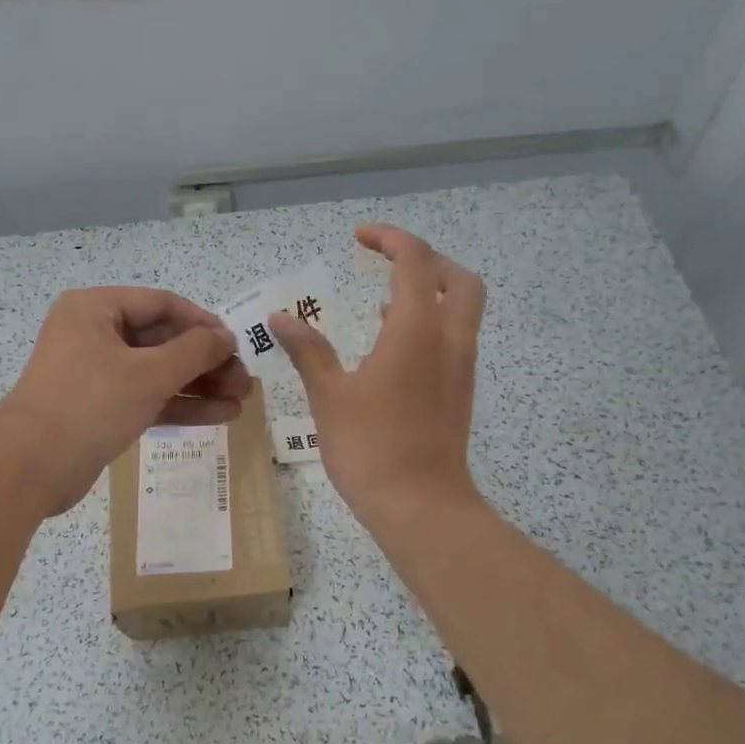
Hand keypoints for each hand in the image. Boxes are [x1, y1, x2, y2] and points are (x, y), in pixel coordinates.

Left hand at [0, 287, 250, 514]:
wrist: (30, 468)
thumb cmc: (89, 404)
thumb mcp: (149, 373)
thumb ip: (194, 351)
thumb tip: (225, 337)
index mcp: (96, 309)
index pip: (161, 304)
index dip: (203, 322)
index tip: (236, 343)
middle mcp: (94, 334)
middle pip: (162, 340)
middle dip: (206, 362)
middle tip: (245, 381)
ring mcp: (96, 373)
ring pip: (158, 372)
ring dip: (199, 385)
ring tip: (241, 400)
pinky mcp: (101, 408)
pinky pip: (147, 397)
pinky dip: (180, 405)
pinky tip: (220, 416)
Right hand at [271, 225, 484, 530]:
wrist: (421, 506)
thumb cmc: (370, 447)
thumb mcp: (330, 396)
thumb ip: (308, 350)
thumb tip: (281, 318)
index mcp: (416, 330)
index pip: (415, 260)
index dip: (390, 239)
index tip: (359, 238)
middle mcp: (449, 339)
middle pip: (458, 277)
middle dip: (425, 259)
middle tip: (386, 262)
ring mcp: (461, 366)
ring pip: (463, 308)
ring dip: (432, 290)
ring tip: (385, 298)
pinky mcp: (460, 391)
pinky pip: (455, 336)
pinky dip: (432, 322)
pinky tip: (394, 344)